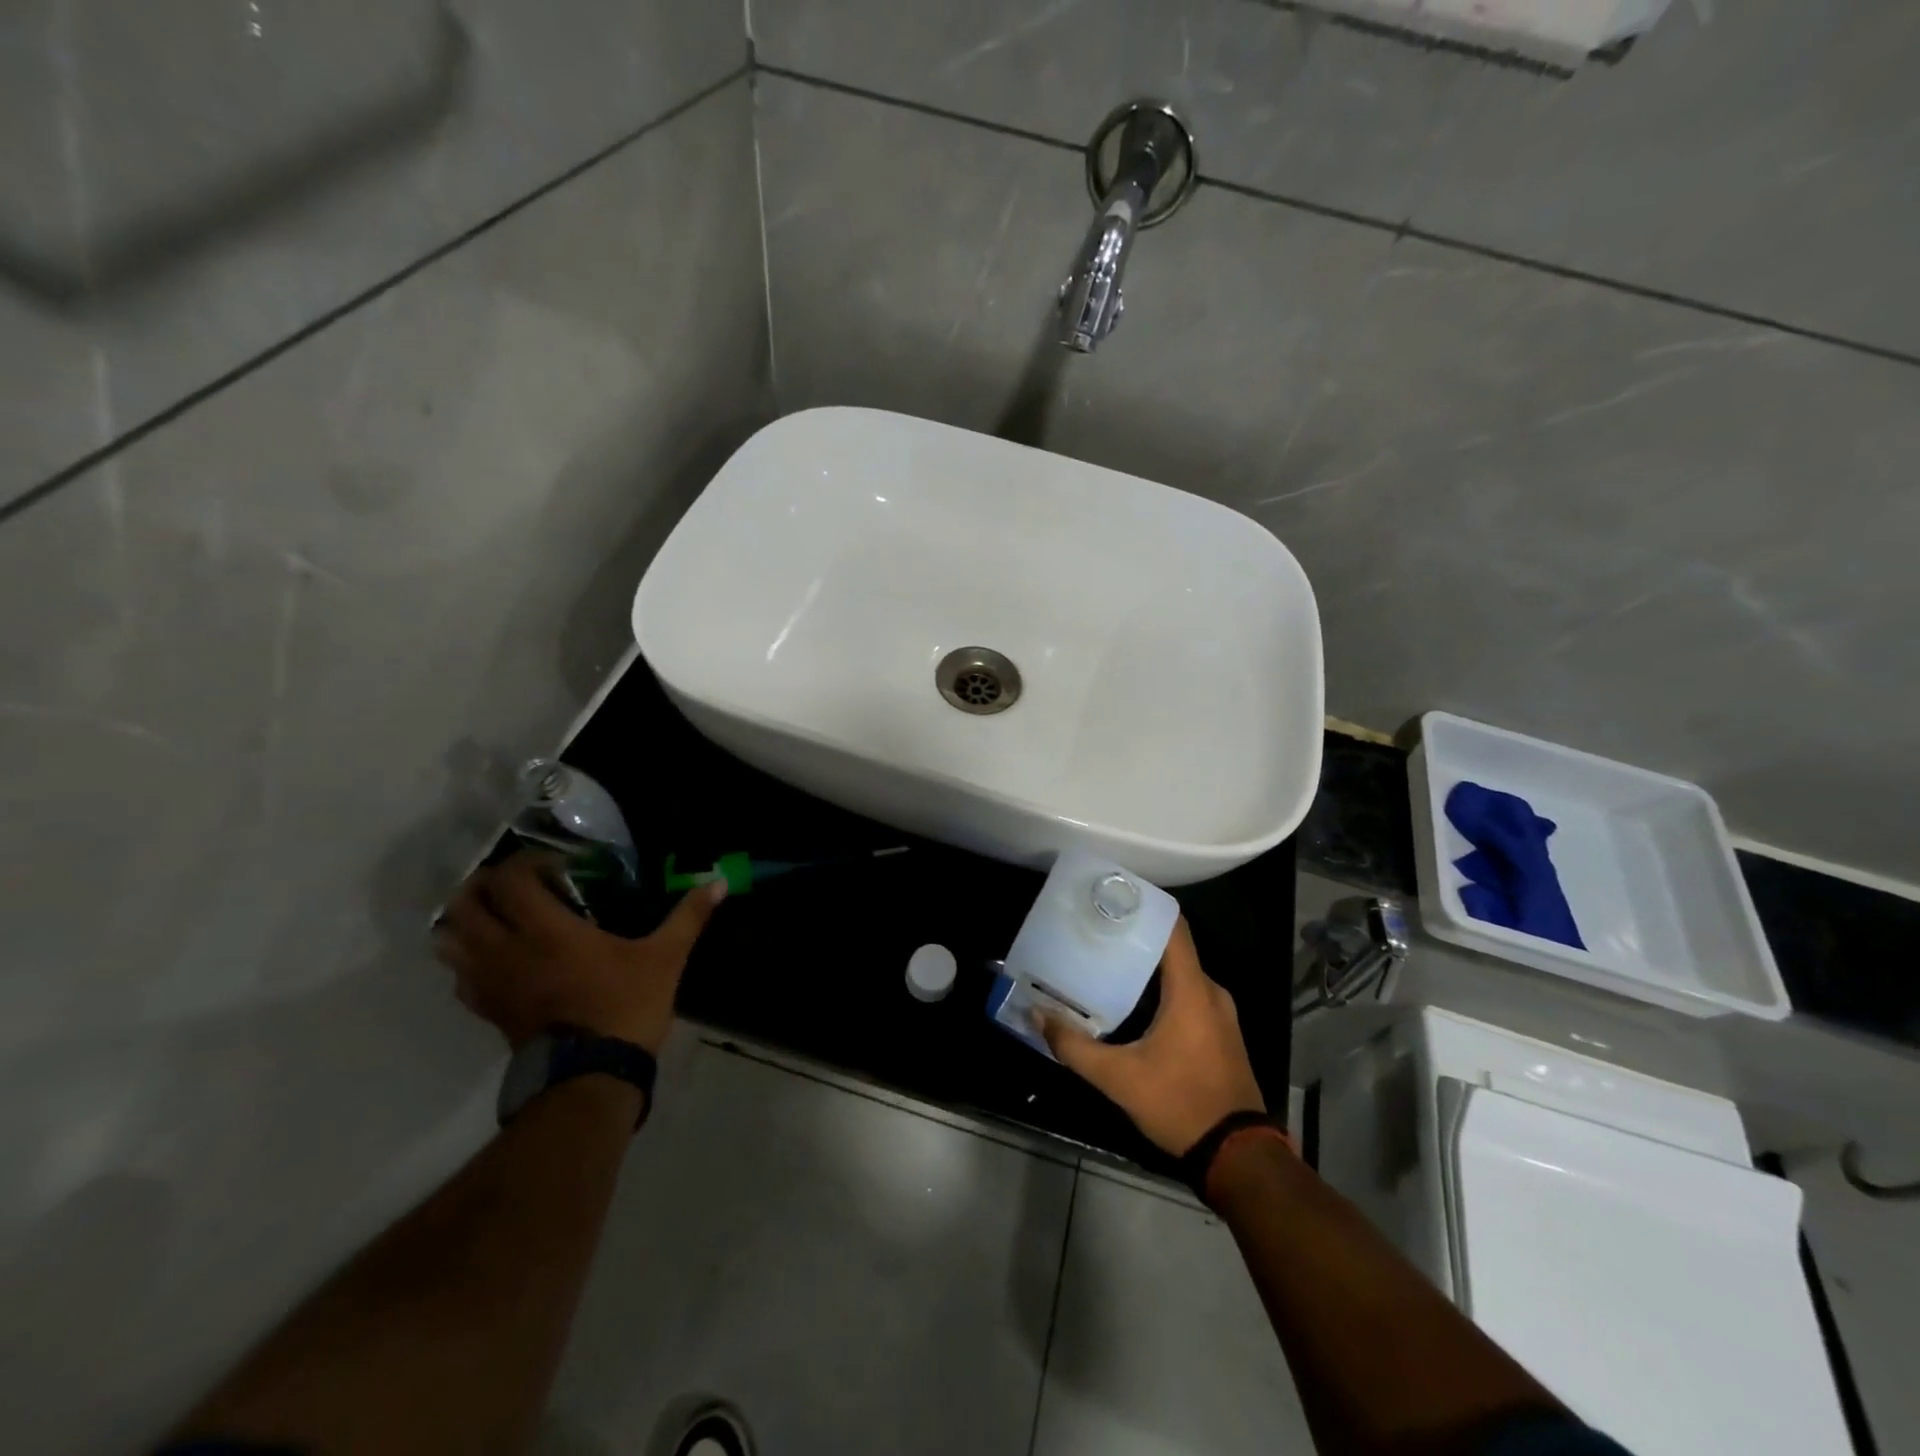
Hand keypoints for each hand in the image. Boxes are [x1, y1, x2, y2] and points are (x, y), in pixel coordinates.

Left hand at [434, 853, 725, 1053]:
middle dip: (485, 885)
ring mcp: (491, 982)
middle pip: (463, 905)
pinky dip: (469, 959)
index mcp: (547, 930)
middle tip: (520, 884)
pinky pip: (460, 976)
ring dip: (467, 921)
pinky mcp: (488, 1010)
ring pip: (448, 940)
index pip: (510, 881)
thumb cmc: (626, 1007)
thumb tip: (718, 881)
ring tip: (502, 916)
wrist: (592, 1077)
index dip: (527, 863)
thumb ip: (688, 916)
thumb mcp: (665, 957)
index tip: (558, 866)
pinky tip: (500, 958)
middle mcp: (507, 950)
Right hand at [1036, 918, 1264, 1155]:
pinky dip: (1162, 989)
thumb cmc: (1180, 1104)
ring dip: (1148, 967)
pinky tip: (1133, 1002)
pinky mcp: (1221, 1033)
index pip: (1173, 928)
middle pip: (1172, 949)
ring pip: (1180, 974)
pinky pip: (1189, 995)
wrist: (1238, 1156)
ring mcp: (1220, 1014)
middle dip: (1135, 938)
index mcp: (1192, 990)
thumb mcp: (1119, 1078)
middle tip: (1096, 934)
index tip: (1112, 898)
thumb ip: (1074, 1047)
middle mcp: (1211, 992)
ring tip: (1107, 963)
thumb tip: (1037, 1015)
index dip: (1144, 907)